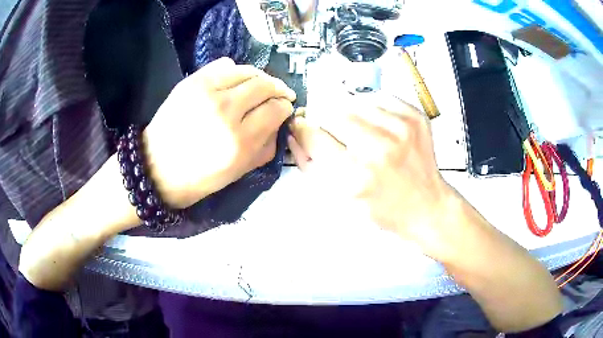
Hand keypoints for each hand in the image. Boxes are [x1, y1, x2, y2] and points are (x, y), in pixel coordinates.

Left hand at [144, 58, 295, 207]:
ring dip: (260, 77)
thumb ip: (266, 148)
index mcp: (239, 142)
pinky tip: (235, 81)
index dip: (285, 107)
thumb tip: (280, 122)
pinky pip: (223, 65)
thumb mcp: (239, 173)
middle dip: (277, 89)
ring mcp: (206, 92)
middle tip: (278, 94)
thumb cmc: (198, 179)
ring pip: (247, 71)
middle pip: (265, 86)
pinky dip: (235, 70)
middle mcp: (225, 112)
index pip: (276, 110)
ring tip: (260, 86)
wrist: (156, 168)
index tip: (284, 109)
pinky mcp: (191, 82)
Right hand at [288, 95, 453, 245]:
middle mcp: (378, 148)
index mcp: (354, 176)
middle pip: (332, 112)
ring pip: (354, 100)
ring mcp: (400, 128)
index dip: (302, 128)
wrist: (426, 206)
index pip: (313, 135)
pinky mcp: (414, 116)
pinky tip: (376, 124)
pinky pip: (379, 97)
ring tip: (357, 129)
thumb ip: (310, 164)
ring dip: (348, 112)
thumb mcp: (339, 198)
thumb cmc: (382, 209)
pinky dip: (371, 107)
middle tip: (333, 131)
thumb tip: (295, 133)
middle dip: (325, 119)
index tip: (301, 125)